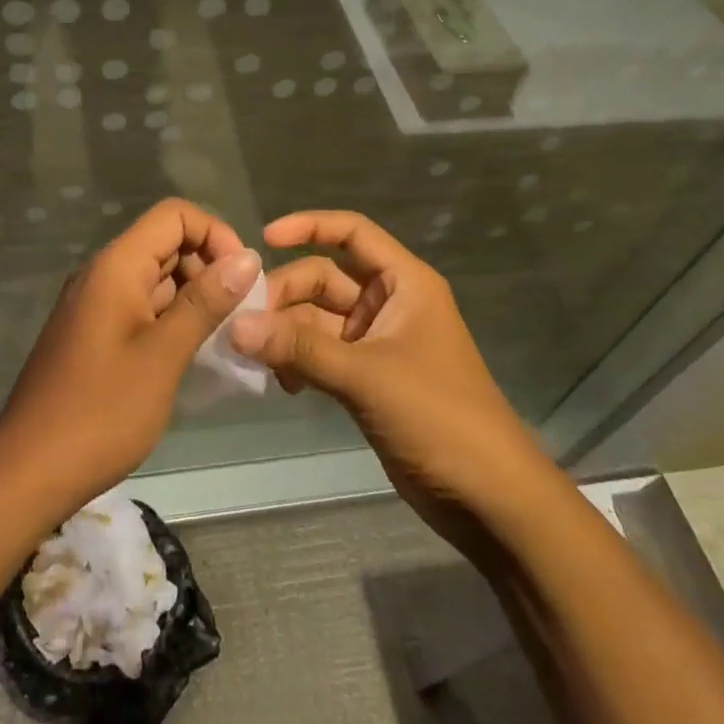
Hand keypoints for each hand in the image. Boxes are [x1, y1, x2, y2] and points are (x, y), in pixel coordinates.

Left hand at [0, 198, 259, 513]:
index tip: (244, 277)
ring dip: (195, 297)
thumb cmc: (100, 412)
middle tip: (241, 314)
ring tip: (225, 337)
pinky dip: (172, 319)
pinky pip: (142, 307)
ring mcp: (96, 304)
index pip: (175, 215)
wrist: (28, 472)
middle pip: (167, 243)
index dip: (216, 234)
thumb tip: (248, 257)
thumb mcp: (163, 356)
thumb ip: (205, 302)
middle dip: (210, 267)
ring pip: (157, 278)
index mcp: (116, 266)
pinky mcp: (95, 333)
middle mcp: (103, 274)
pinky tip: (194, 354)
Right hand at [233, 211, 540, 562]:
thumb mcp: (367, 376)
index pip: (352, 233)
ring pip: (317, 318)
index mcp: (404, 283)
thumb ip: (300, 348)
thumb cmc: (439, 417)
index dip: (308, 226)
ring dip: (286, 332)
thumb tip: (234, 326)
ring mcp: (377, 342)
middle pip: (324, 277)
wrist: (488, 497)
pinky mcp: (367, 378)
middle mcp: (389, 303)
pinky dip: (298, 360)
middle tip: (247, 326)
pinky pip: (321, 353)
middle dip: (285, 295)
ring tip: (256, 359)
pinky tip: (281, 384)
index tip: (262, 239)